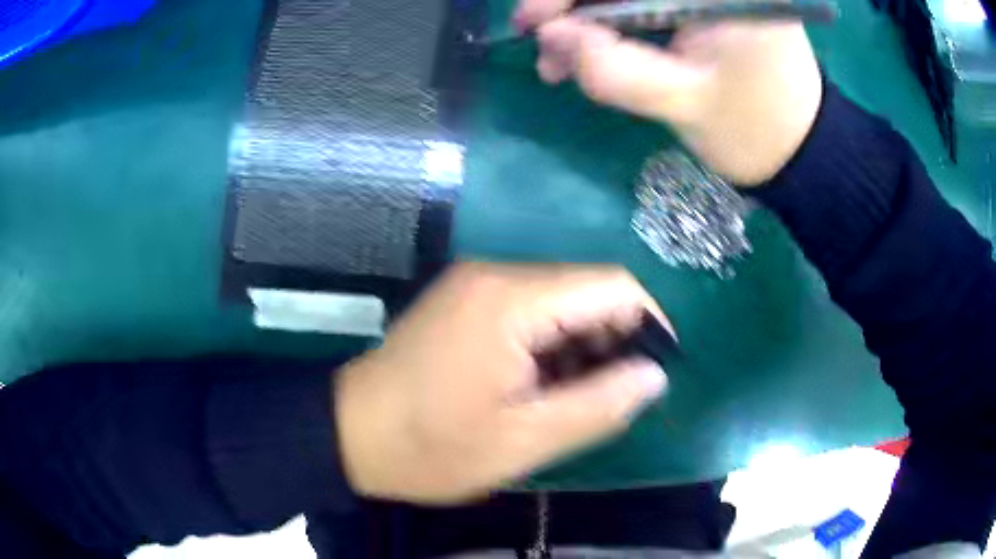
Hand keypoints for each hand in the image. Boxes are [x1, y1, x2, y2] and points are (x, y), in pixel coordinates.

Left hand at [335, 263, 668, 503]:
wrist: (349, 432)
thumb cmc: (431, 446)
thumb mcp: (522, 441)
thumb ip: (598, 406)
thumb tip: (655, 375)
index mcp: (511, 300)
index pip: (611, 284)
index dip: (648, 320)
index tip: (659, 367)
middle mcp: (495, 275)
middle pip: (585, 287)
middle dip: (614, 336)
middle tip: (617, 392)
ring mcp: (475, 284)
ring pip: (559, 299)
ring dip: (583, 342)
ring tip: (581, 395)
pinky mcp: (464, 301)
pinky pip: (530, 308)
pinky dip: (552, 341)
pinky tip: (546, 382)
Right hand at [515, 0, 823, 184]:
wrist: (799, 149)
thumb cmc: (757, 132)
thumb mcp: (687, 104)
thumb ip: (616, 69)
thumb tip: (550, 38)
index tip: (533, 21)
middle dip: (574, 4)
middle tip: (542, 42)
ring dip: (587, 17)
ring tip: (561, 62)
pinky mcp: (701, 3)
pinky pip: (641, 2)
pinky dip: (610, 22)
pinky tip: (590, 50)